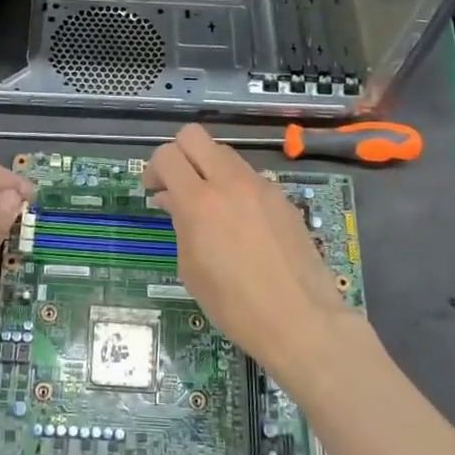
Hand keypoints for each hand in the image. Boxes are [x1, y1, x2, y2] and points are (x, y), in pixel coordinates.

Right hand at [146, 126, 370, 380]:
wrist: (299, 319)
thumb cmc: (234, 305)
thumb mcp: (191, 268)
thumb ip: (180, 224)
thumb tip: (172, 200)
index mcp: (199, 202)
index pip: (166, 154)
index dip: (154, 168)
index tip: (155, 191)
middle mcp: (229, 183)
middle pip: (194, 136)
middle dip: (179, 154)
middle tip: (177, 185)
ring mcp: (261, 186)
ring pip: (224, 153)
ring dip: (209, 170)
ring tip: (211, 207)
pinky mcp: (282, 198)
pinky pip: (250, 178)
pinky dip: (237, 189)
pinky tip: (242, 225)